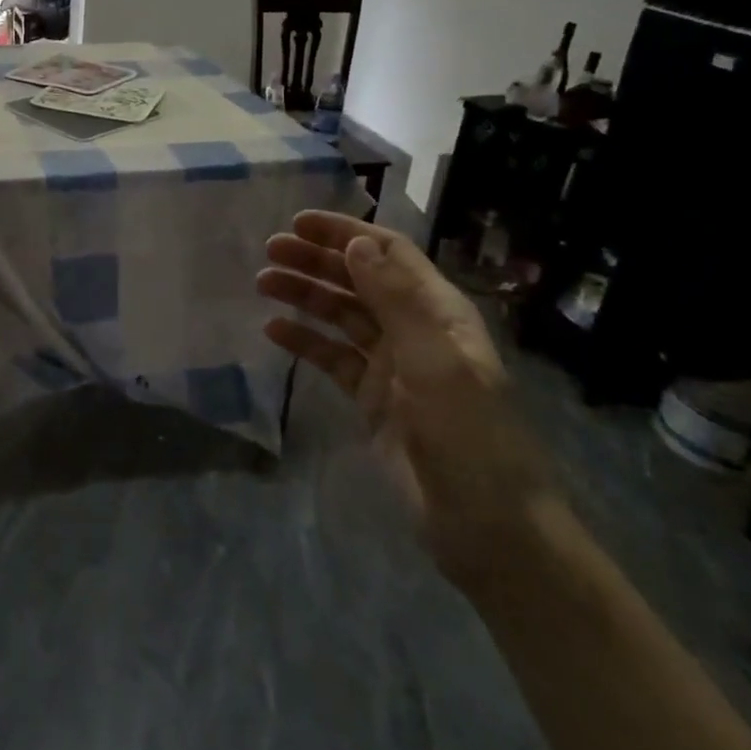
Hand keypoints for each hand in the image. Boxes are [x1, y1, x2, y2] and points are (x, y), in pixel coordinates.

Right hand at [257, 213, 562, 591]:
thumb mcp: (436, 361)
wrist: (487, 527)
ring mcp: (390, 366)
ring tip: (263, 283)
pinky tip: (274, 332)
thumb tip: (357, 243)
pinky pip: (332, 358)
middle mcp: (413, 330)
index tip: (299, 222)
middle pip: (358, 280)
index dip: (346, 233)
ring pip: (340, 316)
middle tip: (269, 250)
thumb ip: (395, 300)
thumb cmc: (470, 437)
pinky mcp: (371, 399)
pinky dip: (304, 342)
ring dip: (304, 295)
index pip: (388, 253)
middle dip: (316, 260)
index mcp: (438, 312)